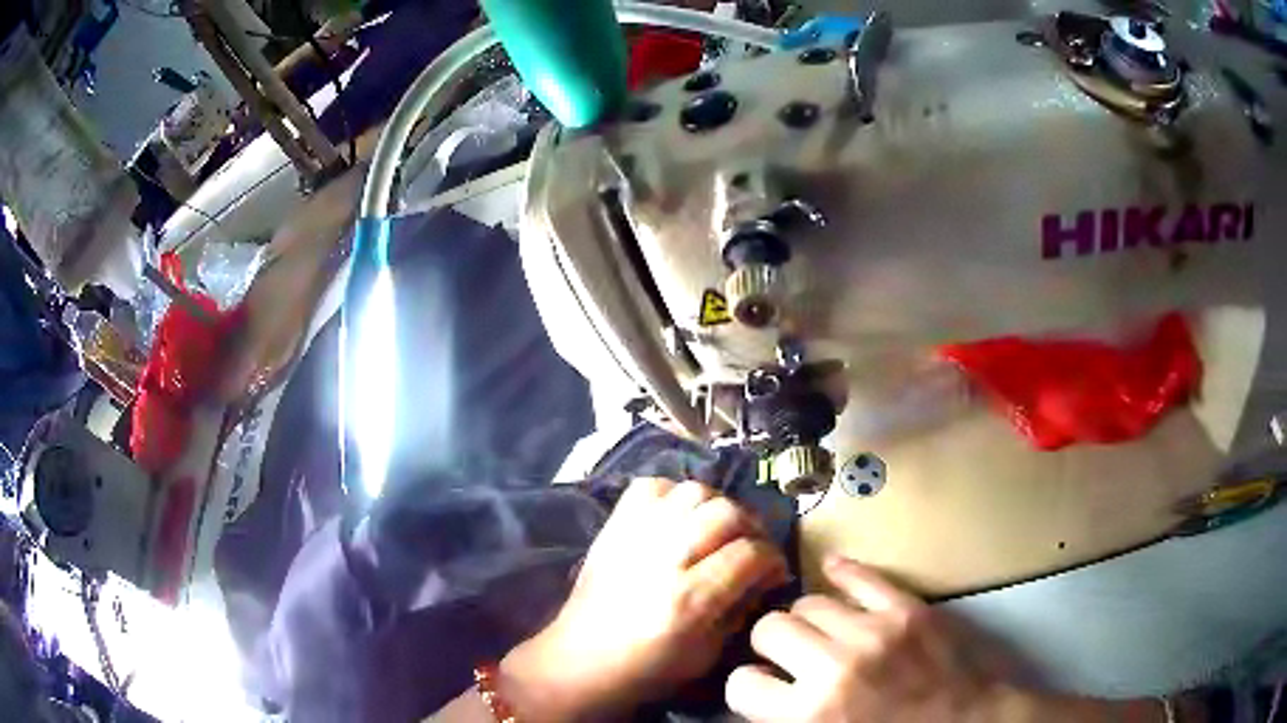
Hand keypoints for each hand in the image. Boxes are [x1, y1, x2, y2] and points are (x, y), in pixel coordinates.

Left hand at [500, 478, 788, 721]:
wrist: (580, 661)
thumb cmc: (648, 669)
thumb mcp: (707, 654)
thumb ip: (741, 609)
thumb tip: (765, 576)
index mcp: (689, 600)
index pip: (749, 554)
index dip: (772, 559)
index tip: (774, 571)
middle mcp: (662, 559)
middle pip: (725, 512)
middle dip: (750, 528)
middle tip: (750, 548)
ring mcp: (634, 536)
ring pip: (693, 491)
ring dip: (716, 507)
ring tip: (717, 531)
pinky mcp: (613, 527)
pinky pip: (651, 486)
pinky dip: (673, 495)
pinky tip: (679, 519)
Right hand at [726, 556, 998, 722]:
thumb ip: (787, 721)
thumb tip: (763, 697)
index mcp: (811, 713)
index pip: (742, 683)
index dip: (749, 687)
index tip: (764, 688)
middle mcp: (836, 666)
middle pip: (770, 628)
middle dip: (771, 644)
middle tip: (790, 657)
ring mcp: (876, 630)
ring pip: (809, 601)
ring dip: (808, 619)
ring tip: (822, 632)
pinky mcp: (909, 608)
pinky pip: (861, 576)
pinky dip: (842, 572)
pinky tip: (833, 573)